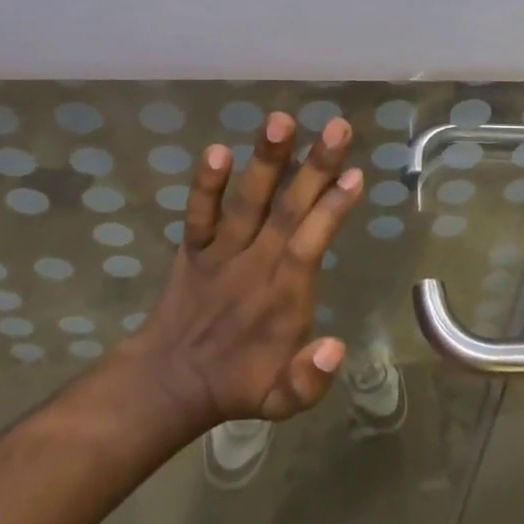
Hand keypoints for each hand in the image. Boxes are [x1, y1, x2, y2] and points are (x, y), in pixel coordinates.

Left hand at [124, 111, 362, 431]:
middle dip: (314, 168)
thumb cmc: (239, 383)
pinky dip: (205, 185)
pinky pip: (199, 214)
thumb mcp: (282, 403)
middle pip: (287, 211)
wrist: (169, 381)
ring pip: (247, 202)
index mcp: (283, 298)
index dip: (332, 210)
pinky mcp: (194, 248)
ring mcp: (221, 254)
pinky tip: (216, 149)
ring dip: (265, 162)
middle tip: (337, 127)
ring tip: (280, 120)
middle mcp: (254, 267)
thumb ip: (309, 381)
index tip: (354, 175)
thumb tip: (338, 348)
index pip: (311, 244)